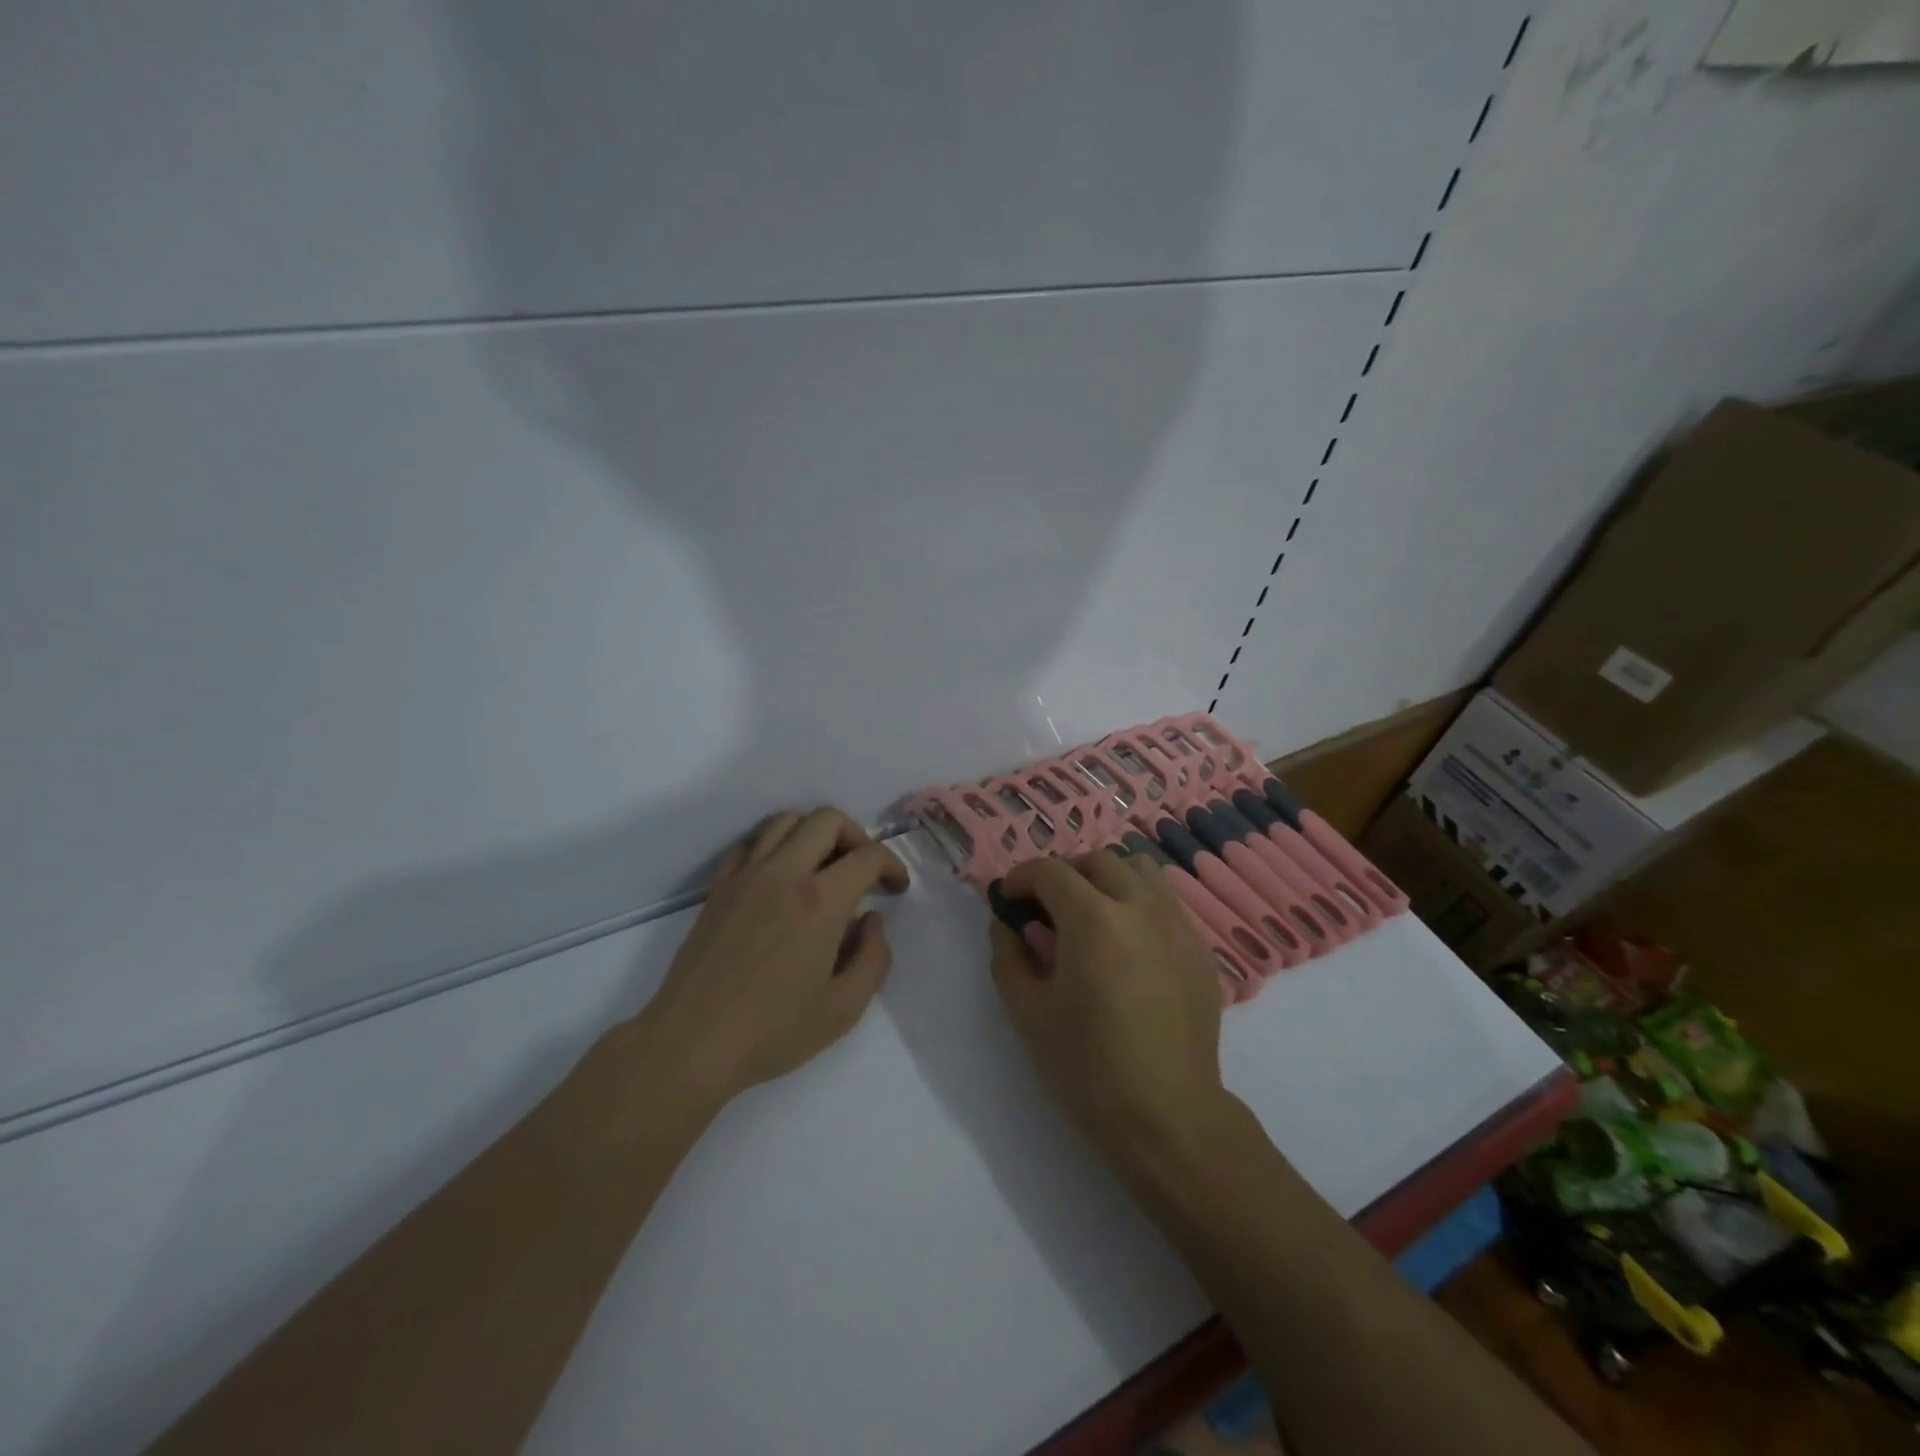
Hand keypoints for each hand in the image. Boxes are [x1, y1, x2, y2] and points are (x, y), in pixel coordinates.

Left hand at [630, 807, 908, 1108]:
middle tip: (863, 870)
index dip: (892, 865)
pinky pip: (751, 843)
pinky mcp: (719, 887)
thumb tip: (872, 921)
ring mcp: (746, 875)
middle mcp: (784, 873)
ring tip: (824, 866)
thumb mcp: (844, 1009)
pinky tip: (781, 876)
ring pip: (787, 820)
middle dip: (857, 836)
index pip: (868, 856)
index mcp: (821, 900)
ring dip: (815, 833)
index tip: (896, 889)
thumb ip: (874, 959)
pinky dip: (775, 845)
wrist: (691, 1043)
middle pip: (827, 819)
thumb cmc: (773, 1031)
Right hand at [989, 851, 1231, 1166]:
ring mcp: (1178, 925)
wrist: (1167, 1116)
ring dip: (1107, 879)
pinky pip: (1166, 902)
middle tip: (1046, 906)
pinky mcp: (1199, 949)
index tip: (1009, 900)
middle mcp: (1140, 907)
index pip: (1050, 871)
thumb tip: (1007, 924)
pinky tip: (1128, 944)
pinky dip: (1139, 903)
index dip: (1021, 878)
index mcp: (1093, 919)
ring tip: (1091, 913)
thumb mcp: (1026, 1011)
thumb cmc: (1087, 1066)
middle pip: (1097, 860)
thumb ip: (1007, 954)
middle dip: (1063, 873)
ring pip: (1140, 870)